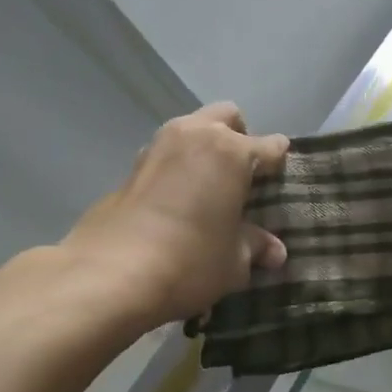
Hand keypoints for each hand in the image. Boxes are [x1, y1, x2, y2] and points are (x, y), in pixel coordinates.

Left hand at [63, 104, 289, 324]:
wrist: (111, 274)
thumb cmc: (190, 261)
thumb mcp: (234, 261)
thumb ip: (255, 247)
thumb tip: (275, 252)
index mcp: (232, 152)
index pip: (270, 146)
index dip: (279, 164)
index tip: (280, 183)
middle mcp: (195, 136)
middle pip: (227, 117)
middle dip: (239, 137)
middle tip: (242, 177)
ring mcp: (158, 146)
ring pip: (191, 129)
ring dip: (204, 148)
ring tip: (208, 188)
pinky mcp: (131, 166)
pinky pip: (166, 153)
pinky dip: (177, 166)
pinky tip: (178, 200)